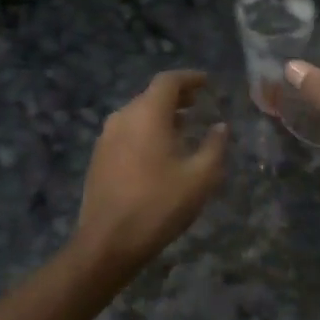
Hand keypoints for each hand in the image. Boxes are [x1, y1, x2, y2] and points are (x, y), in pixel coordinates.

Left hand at [74, 71, 227, 273]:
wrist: (108, 242)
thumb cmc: (159, 204)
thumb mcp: (200, 177)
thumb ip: (214, 146)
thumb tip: (221, 126)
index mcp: (147, 115)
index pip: (168, 81)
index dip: (190, 78)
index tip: (207, 82)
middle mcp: (122, 118)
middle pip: (151, 95)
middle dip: (176, 96)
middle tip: (198, 102)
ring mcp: (106, 138)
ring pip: (137, 114)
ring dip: (160, 115)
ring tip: (183, 126)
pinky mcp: (98, 158)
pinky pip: (126, 132)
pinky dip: (146, 130)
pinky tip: (159, 150)